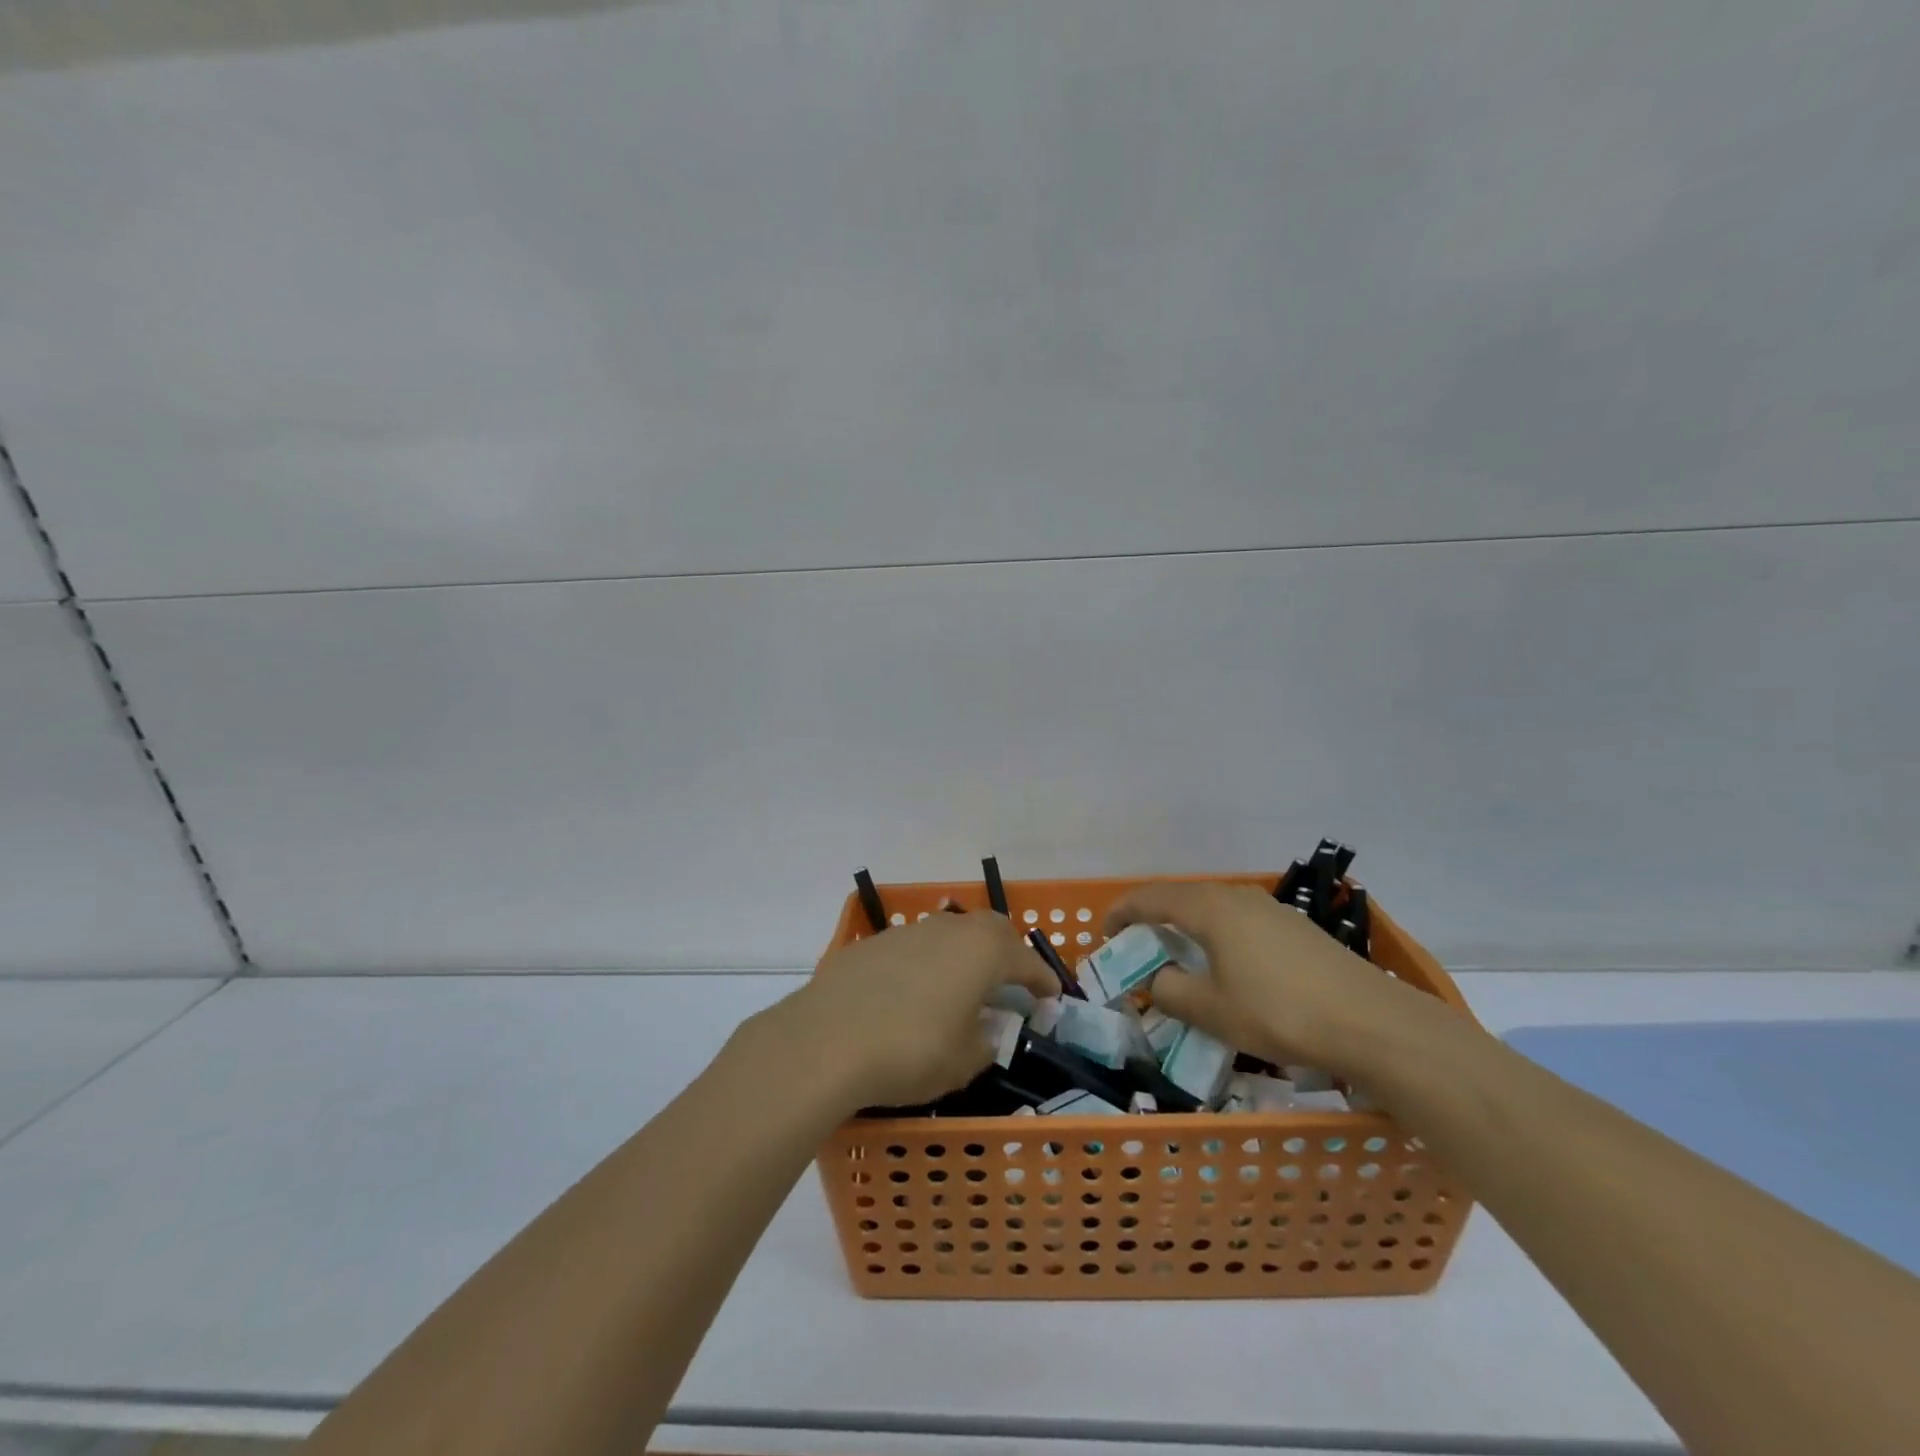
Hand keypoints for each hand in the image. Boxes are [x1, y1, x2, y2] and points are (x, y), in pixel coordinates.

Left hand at [751, 912, 1057, 1111]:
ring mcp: (905, 932)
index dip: (1042, 979)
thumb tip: (985, 1029)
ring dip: (962, 956)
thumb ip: (985, 1041)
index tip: (1051, 995)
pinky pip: (912, 949)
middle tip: (1010, 982)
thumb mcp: (964, 1061)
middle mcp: (947, 929)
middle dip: (1005, 953)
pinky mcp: (870, 945)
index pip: (1024, 959)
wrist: (824, 1041)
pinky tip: (912, 996)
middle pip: (988, 930)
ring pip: (948, 934)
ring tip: (960, 989)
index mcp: (981, 951)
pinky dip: (925, 966)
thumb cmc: (910, 1051)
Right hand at [1104, 881, 1437, 1074]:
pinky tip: (1229, 964)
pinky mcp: (1296, 928)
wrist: (1372, 1023)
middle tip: (1137, 946)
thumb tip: (1158, 980)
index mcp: (1210, 908)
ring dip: (1187, 925)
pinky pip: (1240, 921)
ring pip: (1213, 907)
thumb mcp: (1212, 1011)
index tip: (1105, 934)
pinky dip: (1217, 934)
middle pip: (1182, 897)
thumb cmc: (1280, 1013)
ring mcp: (1271, 909)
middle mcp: (1237, 897)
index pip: (1151, 898)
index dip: (1122, 912)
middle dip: (1153, 918)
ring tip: (1179, 954)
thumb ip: (1171, 991)